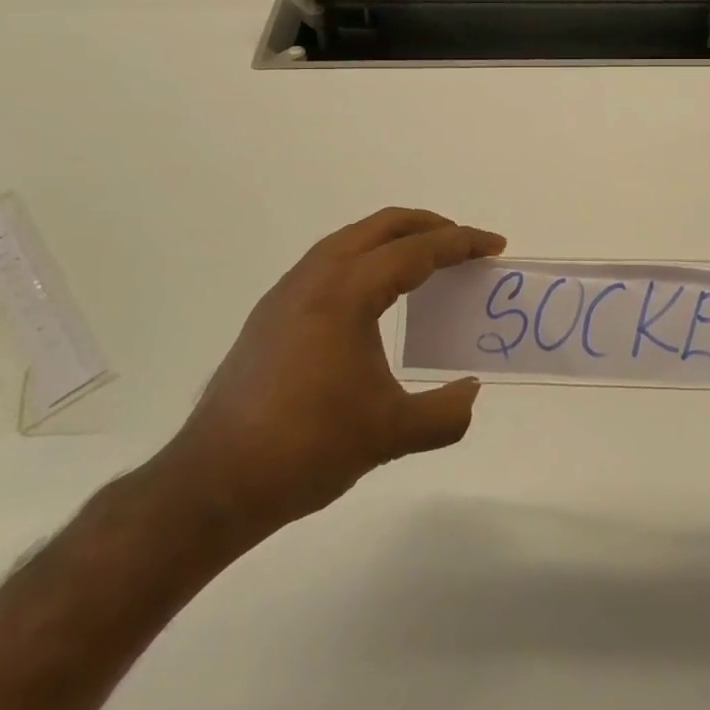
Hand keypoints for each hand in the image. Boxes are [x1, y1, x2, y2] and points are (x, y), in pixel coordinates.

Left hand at [155, 208, 504, 549]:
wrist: (214, 483)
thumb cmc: (308, 447)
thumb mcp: (390, 434)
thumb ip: (446, 413)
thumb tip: (471, 392)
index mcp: (346, 293)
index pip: (416, 250)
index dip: (461, 244)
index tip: (495, 246)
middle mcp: (314, 278)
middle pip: (381, 227)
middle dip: (428, 226)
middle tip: (464, 244)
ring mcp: (286, 294)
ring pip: (349, 240)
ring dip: (392, 239)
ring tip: (423, 261)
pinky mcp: (270, 315)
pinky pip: (328, 263)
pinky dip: (364, 259)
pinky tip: (373, 296)